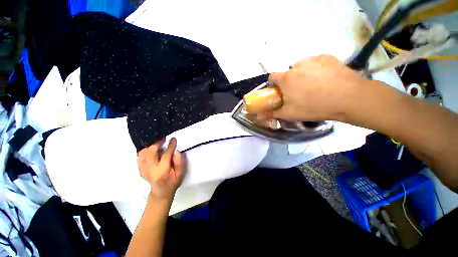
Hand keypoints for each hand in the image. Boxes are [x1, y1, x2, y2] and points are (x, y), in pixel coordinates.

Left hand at [137, 138, 185, 200]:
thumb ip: (180, 162)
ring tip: (156, 143)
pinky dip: (144, 151)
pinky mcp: (140, 170)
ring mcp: (143, 170)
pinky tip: (150, 149)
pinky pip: (139, 157)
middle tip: (163, 138)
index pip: (166, 155)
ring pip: (142, 154)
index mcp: (162, 171)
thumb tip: (176, 151)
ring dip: (149, 147)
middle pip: (149, 153)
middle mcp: (151, 170)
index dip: (170, 146)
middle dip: (156, 144)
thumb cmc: (173, 183)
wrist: (161, 193)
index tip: (173, 139)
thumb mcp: (181, 174)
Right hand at [268, 55, 365, 120]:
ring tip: (315, 86)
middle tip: (299, 93)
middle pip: (288, 73)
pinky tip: (326, 79)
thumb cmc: (313, 107)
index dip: (274, 84)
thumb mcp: (289, 114)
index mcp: (286, 78)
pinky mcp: (328, 57)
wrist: (348, 98)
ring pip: (302, 67)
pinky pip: (316, 62)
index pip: (272, 76)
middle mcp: (296, 65)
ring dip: (303, 75)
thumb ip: (271, 114)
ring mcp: (313, 59)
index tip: (279, 92)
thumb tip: (256, 117)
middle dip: (290, 82)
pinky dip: (317, 69)